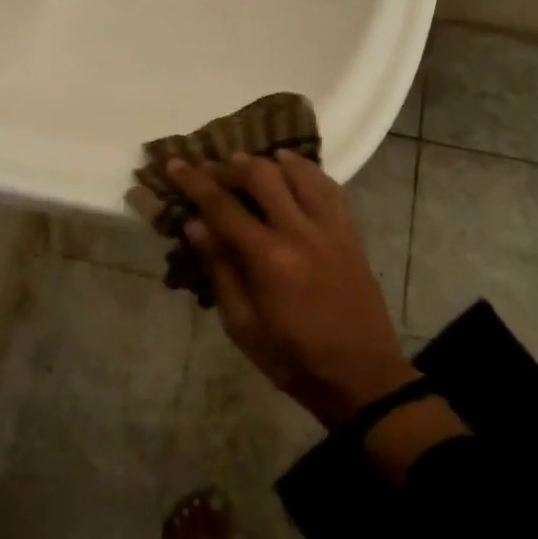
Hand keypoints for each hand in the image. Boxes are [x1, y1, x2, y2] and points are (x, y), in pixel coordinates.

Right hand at [167, 152, 420, 427]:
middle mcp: (301, 231)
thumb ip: (220, 270)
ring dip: (268, 161)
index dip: (194, 182)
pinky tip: (292, 169)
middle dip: (230, 166)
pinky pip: (330, 186)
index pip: (223, 206)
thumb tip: (195, 224)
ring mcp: (331, 228)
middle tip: (211, 170)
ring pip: (299, 172)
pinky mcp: (351, 233)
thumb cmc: (294, 359)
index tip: (175, 164)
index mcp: (269, 258)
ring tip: (248, 163)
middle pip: (261, 175)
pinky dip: (307, 171)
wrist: (362, 377)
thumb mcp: (243, 326)